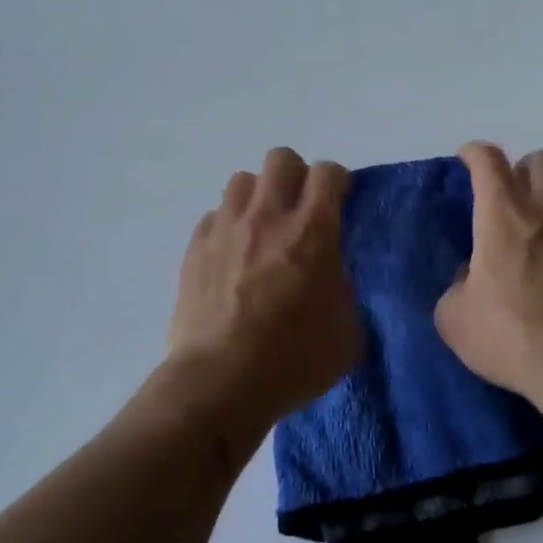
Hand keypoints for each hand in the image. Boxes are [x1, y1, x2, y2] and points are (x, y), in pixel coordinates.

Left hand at [167, 148, 362, 423]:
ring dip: (258, 197)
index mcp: (313, 231)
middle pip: (281, 159)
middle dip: (296, 176)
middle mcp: (268, 216)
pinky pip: (214, 216)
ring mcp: (226, 229)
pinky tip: (231, 256)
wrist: (219, 383)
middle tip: (300, 209)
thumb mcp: (347, 332)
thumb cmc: (293, 360)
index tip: (339, 200)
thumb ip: (343, 290)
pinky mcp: (195, 248)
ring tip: (262, 229)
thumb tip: (331, 276)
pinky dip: (227, 227)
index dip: (337, 181)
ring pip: (242, 180)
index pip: (327, 172)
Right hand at [435, 143, 542, 397]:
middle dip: (525, 169)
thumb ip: (457, 288)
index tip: (467, 159)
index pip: (487, 160)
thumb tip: (470, 279)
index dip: (474, 153)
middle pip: (542, 161)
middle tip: (514, 197)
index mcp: (503, 214)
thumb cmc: (510, 335)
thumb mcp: (455, 318)